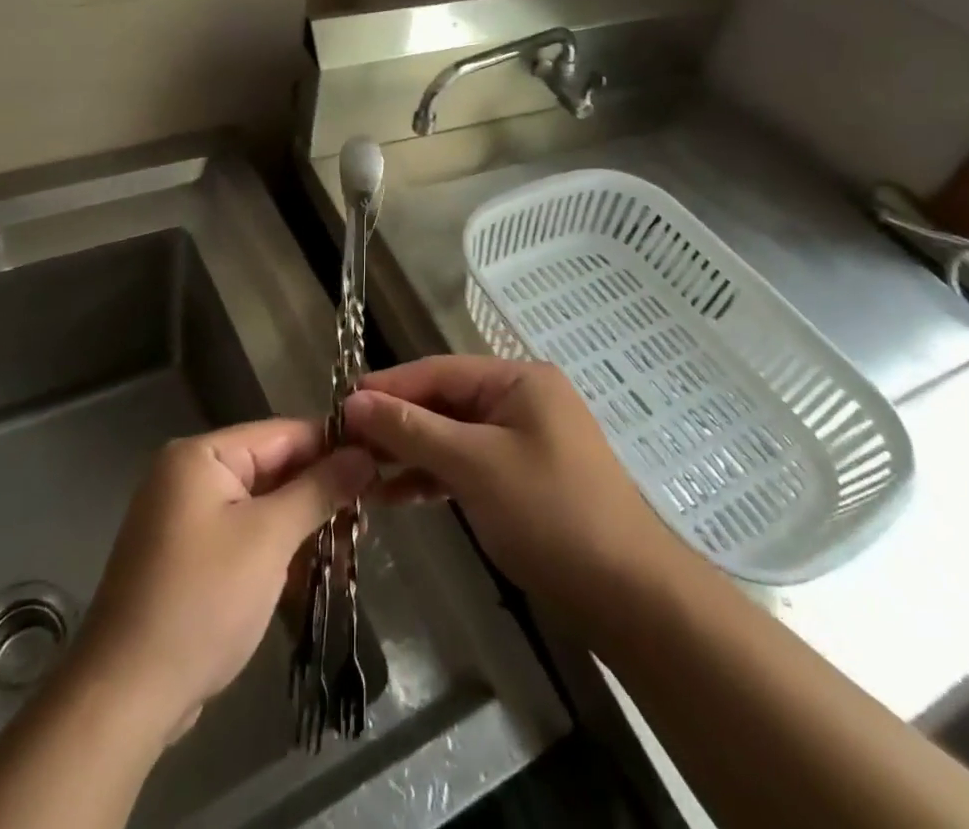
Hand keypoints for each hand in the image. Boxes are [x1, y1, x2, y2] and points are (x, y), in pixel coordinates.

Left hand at [70, 419, 373, 742]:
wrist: (125, 697)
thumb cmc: (202, 601)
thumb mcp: (269, 538)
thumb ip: (319, 489)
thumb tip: (364, 455)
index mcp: (201, 456)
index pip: (281, 434)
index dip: (332, 446)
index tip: (379, 461)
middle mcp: (189, 476)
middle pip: (271, 469)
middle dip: (320, 492)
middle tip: (371, 513)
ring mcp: (186, 519)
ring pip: (261, 506)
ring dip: (303, 526)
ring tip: (353, 546)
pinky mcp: (188, 559)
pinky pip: (244, 536)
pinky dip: (277, 550)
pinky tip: (315, 571)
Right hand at [343, 356, 676, 622]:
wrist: (629, 597)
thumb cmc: (550, 513)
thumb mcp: (473, 465)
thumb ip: (412, 429)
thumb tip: (354, 401)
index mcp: (517, 379)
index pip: (437, 371)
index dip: (387, 387)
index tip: (339, 405)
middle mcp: (520, 399)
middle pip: (444, 401)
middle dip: (396, 423)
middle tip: (343, 443)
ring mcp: (523, 440)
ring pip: (452, 435)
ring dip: (410, 452)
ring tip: (360, 472)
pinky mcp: (521, 478)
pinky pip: (467, 464)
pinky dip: (434, 476)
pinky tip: (396, 495)